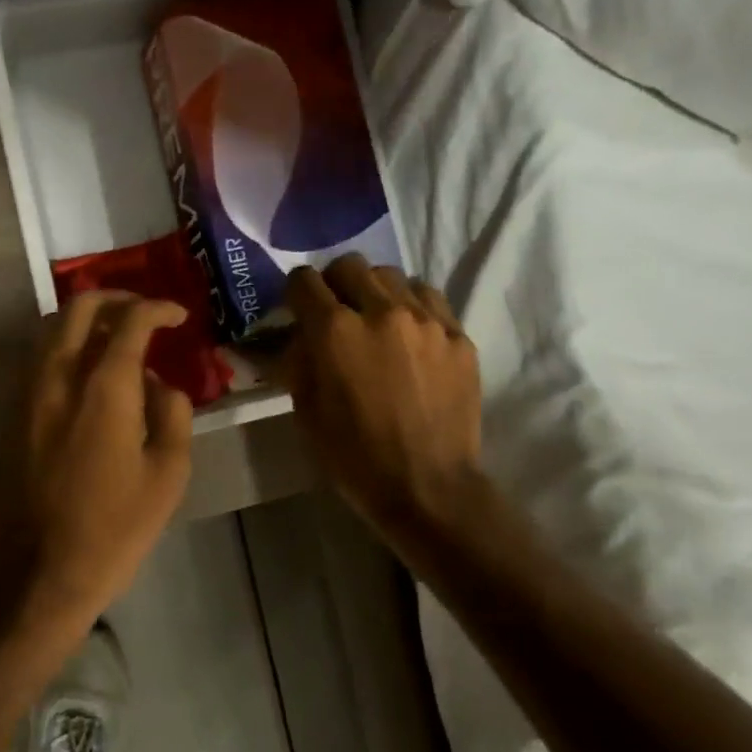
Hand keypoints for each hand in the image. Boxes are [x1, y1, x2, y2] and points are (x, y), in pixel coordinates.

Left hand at [0, 291, 194, 632]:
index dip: (158, 309)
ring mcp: (27, 395)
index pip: (130, 321)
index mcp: (103, 389)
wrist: (39, 573)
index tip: (178, 316)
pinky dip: (65, 350)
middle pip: (78, 308)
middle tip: (143, 313)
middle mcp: (58, 378)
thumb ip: (172, 414)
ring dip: (85, 321)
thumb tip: (158, 383)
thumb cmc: (114, 529)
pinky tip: (87, 377)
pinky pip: (38, 362)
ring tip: (116, 339)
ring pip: (50, 331)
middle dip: (115, 299)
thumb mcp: (168, 475)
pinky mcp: (10, 416)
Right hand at [282, 256, 483, 537]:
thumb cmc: (354, 457)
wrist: (427, 487)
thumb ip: (298, 361)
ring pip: (392, 275)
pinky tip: (408, 335)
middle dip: (334, 284)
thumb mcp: (306, 411)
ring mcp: (425, 320)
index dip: (294, 292)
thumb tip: (299, 336)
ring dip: (374, 291)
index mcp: (334, 331)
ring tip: (376, 322)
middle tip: (335, 312)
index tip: (296, 308)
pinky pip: (429, 298)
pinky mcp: (457, 335)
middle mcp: (380, 311)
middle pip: (349, 265)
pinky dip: (411, 306)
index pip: (304, 281)